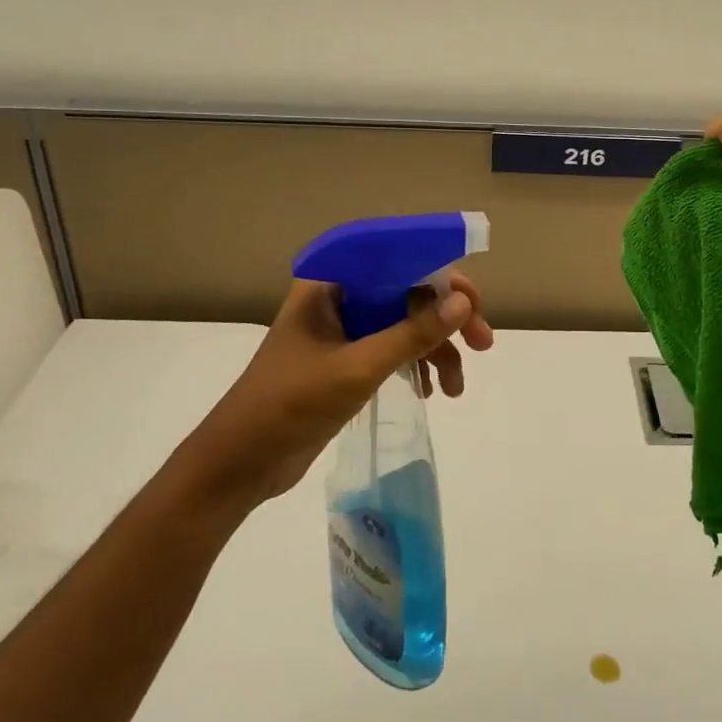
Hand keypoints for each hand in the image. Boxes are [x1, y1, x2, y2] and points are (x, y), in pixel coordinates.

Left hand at [192, 271, 494, 504]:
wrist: (239, 464)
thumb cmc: (289, 405)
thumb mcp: (356, 368)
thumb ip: (411, 334)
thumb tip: (463, 304)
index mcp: (330, 283)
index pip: (396, 257)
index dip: (439, 272)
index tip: (472, 301)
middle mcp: (339, 297)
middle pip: (406, 290)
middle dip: (445, 317)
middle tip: (482, 343)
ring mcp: (343, 330)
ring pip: (404, 322)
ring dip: (435, 348)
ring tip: (457, 387)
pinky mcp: (346, 359)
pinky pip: (393, 348)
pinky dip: (416, 364)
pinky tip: (432, 391)